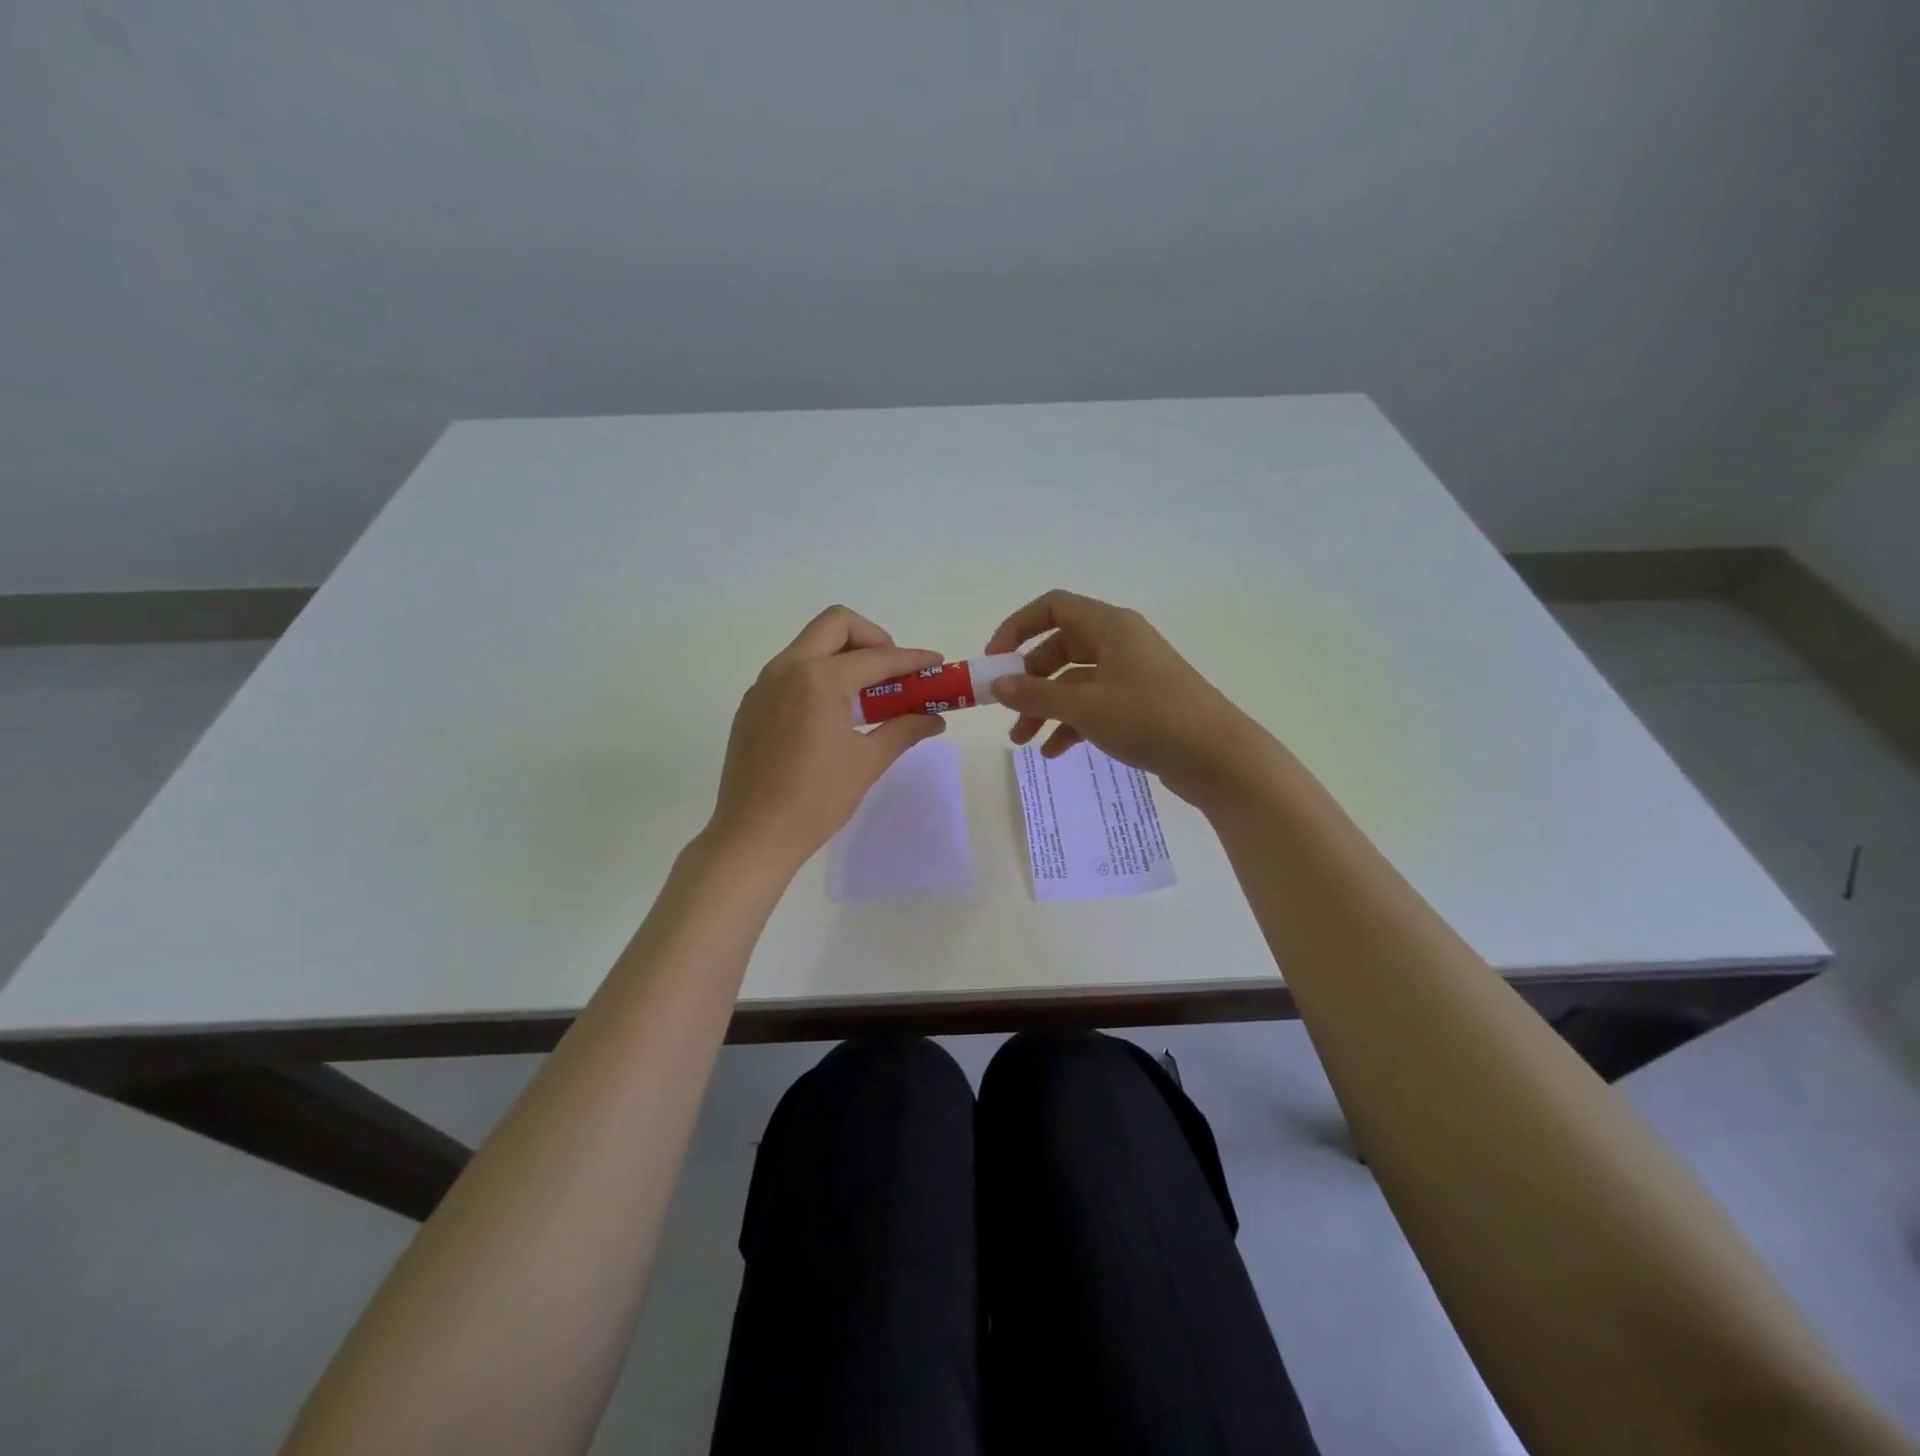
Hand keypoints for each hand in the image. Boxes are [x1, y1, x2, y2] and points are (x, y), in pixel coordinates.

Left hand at [705, 605, 946, 873]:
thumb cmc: (816, 801)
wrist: (753, 836)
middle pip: (837, 624)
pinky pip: (790, 670)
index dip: (912, 659)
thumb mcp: (867, 763)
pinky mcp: (751, 704)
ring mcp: (763, 685)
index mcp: (819, 680)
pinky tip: (831, 713)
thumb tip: (934, 718)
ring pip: (810, 644)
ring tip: (866, 694)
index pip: (877, 657)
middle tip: (893, 672)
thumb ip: (904, 730)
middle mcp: (787, 669)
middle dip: (873, 638)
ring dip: (844, 654)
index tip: (936, 663)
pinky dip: (819, 674)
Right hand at [983, 589, 1274, 805]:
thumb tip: (997, 685)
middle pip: (1059, 648)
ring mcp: (1130, 675)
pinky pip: (1093, 706)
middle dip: (1028, 680)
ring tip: (1022, 741)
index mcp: (1109, 627)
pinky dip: (1070, 724)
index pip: (1052, 607)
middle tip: (1006, 709)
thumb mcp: (1085, 706)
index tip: (994, 661)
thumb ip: (1036, 694)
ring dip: (1045, 708)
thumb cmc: (1150, 718)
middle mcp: (1119, 643)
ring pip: (1073, 682)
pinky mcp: (1139, 705)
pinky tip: (1054, 752)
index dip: (1017, 628)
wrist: (1218, 757)